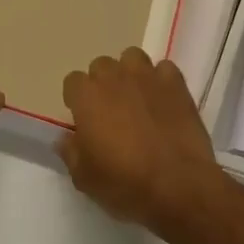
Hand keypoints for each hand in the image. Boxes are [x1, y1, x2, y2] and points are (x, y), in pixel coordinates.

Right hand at [58, 48, 226, 232]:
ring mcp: (147, 77)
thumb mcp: (84, 178)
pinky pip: (164, 69)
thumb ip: (70, 152)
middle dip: (103, 84)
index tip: (85, 120)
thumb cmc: (124, 182)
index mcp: (87, 97)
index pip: (72, 82)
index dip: (77, 100)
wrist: (178, 185)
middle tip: (111, 111)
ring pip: (132, 58)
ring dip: (131, 73)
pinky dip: (162, 81)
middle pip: (101, 66)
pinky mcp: (176, 84)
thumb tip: (65, 138)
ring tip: (138, 98)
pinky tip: (164, 101)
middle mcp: (114, 77)